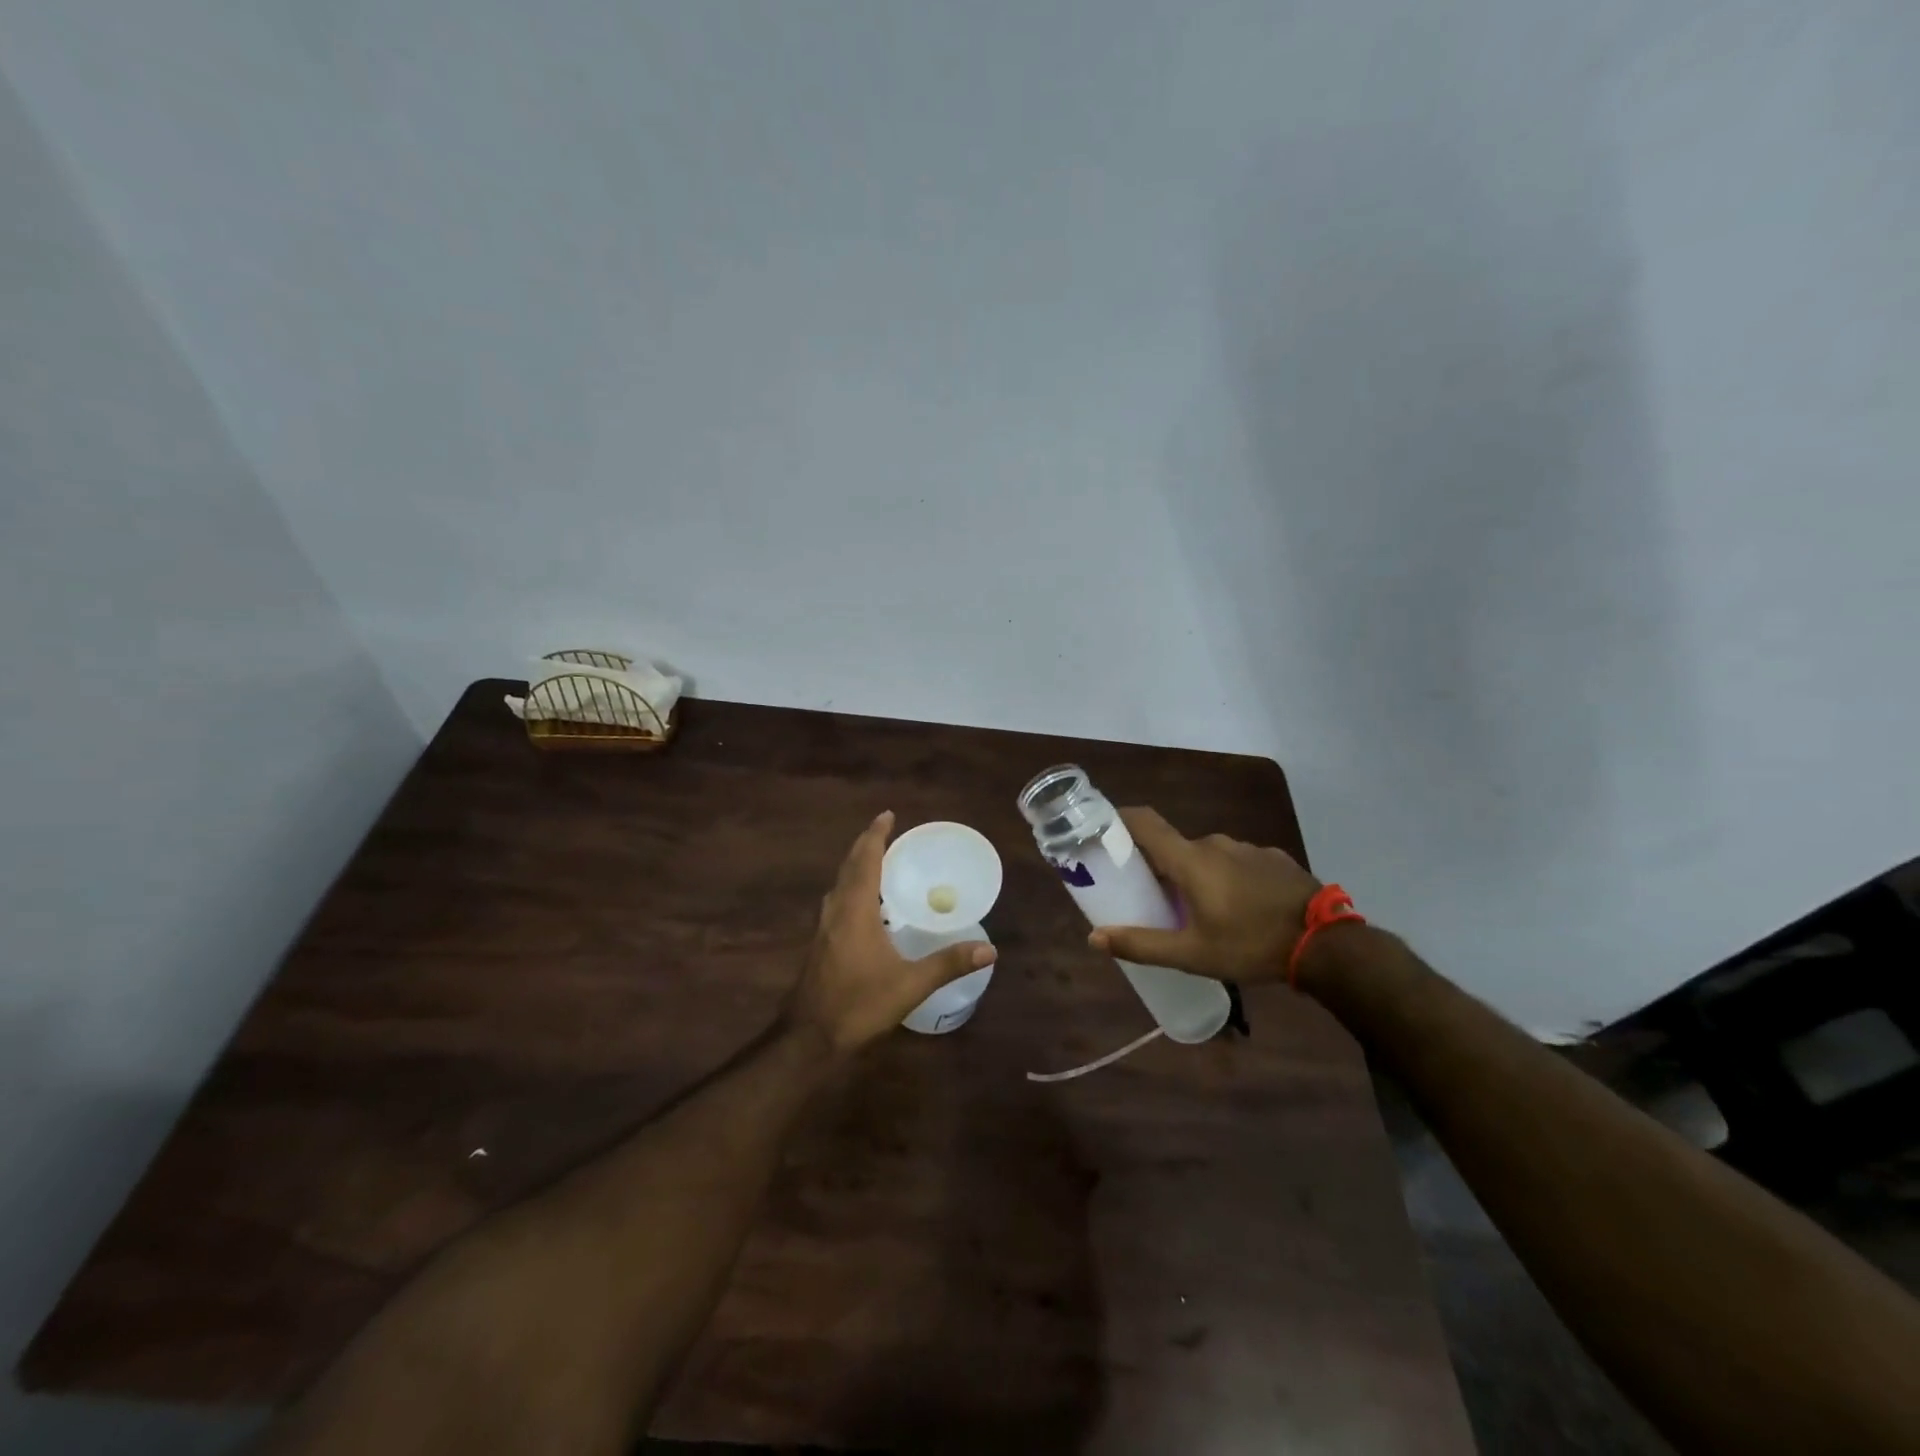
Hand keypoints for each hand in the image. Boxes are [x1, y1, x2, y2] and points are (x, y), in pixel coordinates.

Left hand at [782, 811, 996, 1056]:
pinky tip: (863, 905)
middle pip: (849, 866)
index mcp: (855, 910)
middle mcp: (836, 911)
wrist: (809, 1037)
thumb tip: (989, 949)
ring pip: (840, 884)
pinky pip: (837, 901)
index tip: (888, 815)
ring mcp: (824, 928)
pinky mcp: (820, 944)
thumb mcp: (910, 984)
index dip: (876, 835)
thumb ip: (949, 964)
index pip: (865, 860)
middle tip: (885, 830)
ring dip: (856, 866)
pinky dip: (851, 887)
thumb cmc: (860, 1004)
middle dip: (865, 845)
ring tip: (875, 860)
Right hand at [1088, 807, 1321, 982]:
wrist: (1326, 943)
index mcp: (1190, 859)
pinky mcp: (1273, 858)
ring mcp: (1248, 848)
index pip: (1144, 822)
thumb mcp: (1192, 954)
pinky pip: (1237, 862)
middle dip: (1161, 868)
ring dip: (1197, 876)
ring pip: (1207, 856)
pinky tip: (1240, 909)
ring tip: (1201, 911)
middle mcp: (1215, 843)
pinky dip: (1228, 878)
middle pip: (1175, 847)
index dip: (1120, 820)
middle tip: (1154, 899)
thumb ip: (1141, 944)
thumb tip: (1094, 938)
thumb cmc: (1251, 944)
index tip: (1103, 832)